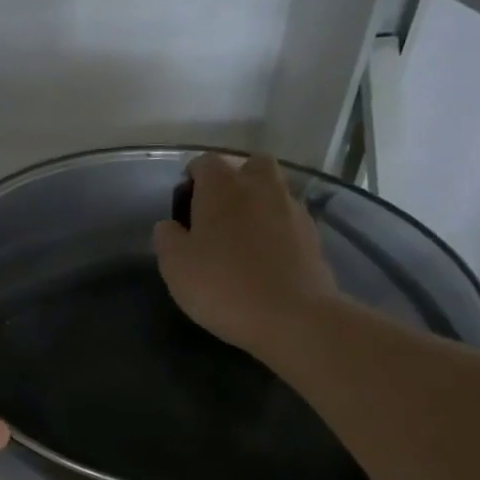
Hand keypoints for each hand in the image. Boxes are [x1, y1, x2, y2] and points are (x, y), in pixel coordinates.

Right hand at [152, 153, 338, 358]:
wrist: (292, 317)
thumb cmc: (222, 285)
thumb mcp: (175, 266)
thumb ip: (167, 238)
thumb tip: (169, 225)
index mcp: (222, 186)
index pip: (205, 163)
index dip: (192, 178)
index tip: (184, 204)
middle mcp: (261, 186)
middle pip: (249, 166)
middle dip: (233, 181)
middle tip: (218, 213)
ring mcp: (292, 208)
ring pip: (272, 191)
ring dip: (257, 204)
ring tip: (242, 238)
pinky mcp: (312, 234)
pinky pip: (287, 218)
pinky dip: (275, 228)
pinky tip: (265, 256)